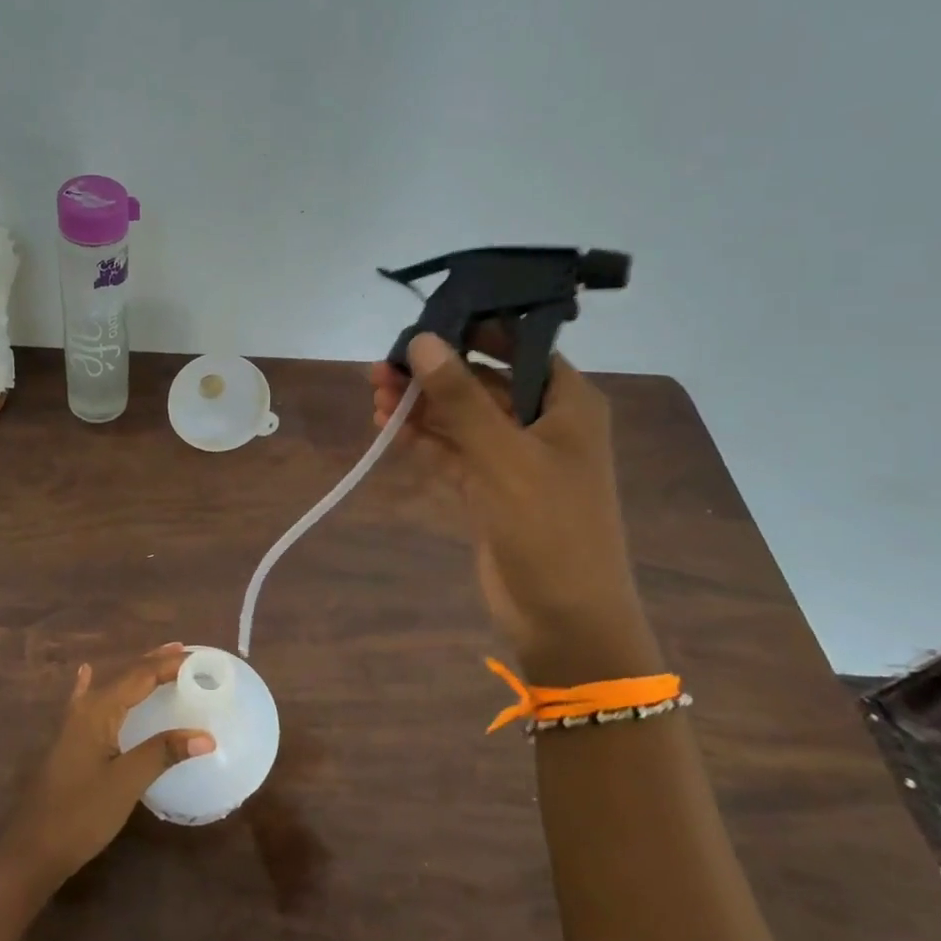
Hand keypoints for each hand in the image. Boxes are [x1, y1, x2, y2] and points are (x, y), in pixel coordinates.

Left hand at [0, 644, 214, 897]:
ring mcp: (73, 725)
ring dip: (136, 674)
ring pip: (110, 687)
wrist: (31, 851)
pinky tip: (86, 673)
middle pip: (125, 676)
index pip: (140, 675)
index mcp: (99, 710)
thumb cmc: (81, 814)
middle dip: (154, 662)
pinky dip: (94, 685)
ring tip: (159, 661)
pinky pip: (87, 702)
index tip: (199, 658)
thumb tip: (207, 735)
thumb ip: (163, 753)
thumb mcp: (126, 782)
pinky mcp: (69, 743)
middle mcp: (85, 709)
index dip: (169, 664)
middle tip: (185, 652)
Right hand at [370, 334, 662, 687]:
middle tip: (382, 365)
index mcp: (567, 402)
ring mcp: (514, 458)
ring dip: (421, 406)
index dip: (472, 331)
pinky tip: (387, 427)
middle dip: (434, 373)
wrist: (565, 618)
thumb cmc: (550, 527)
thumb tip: (422, 341)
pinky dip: (423, 440)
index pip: (518, 347)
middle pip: (482, 382)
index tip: (423, 322)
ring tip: (374, 392)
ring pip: (462, 419)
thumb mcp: (504, 456)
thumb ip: (460, 398)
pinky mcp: (490, 489)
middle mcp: (543, 423)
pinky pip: (452, 452)